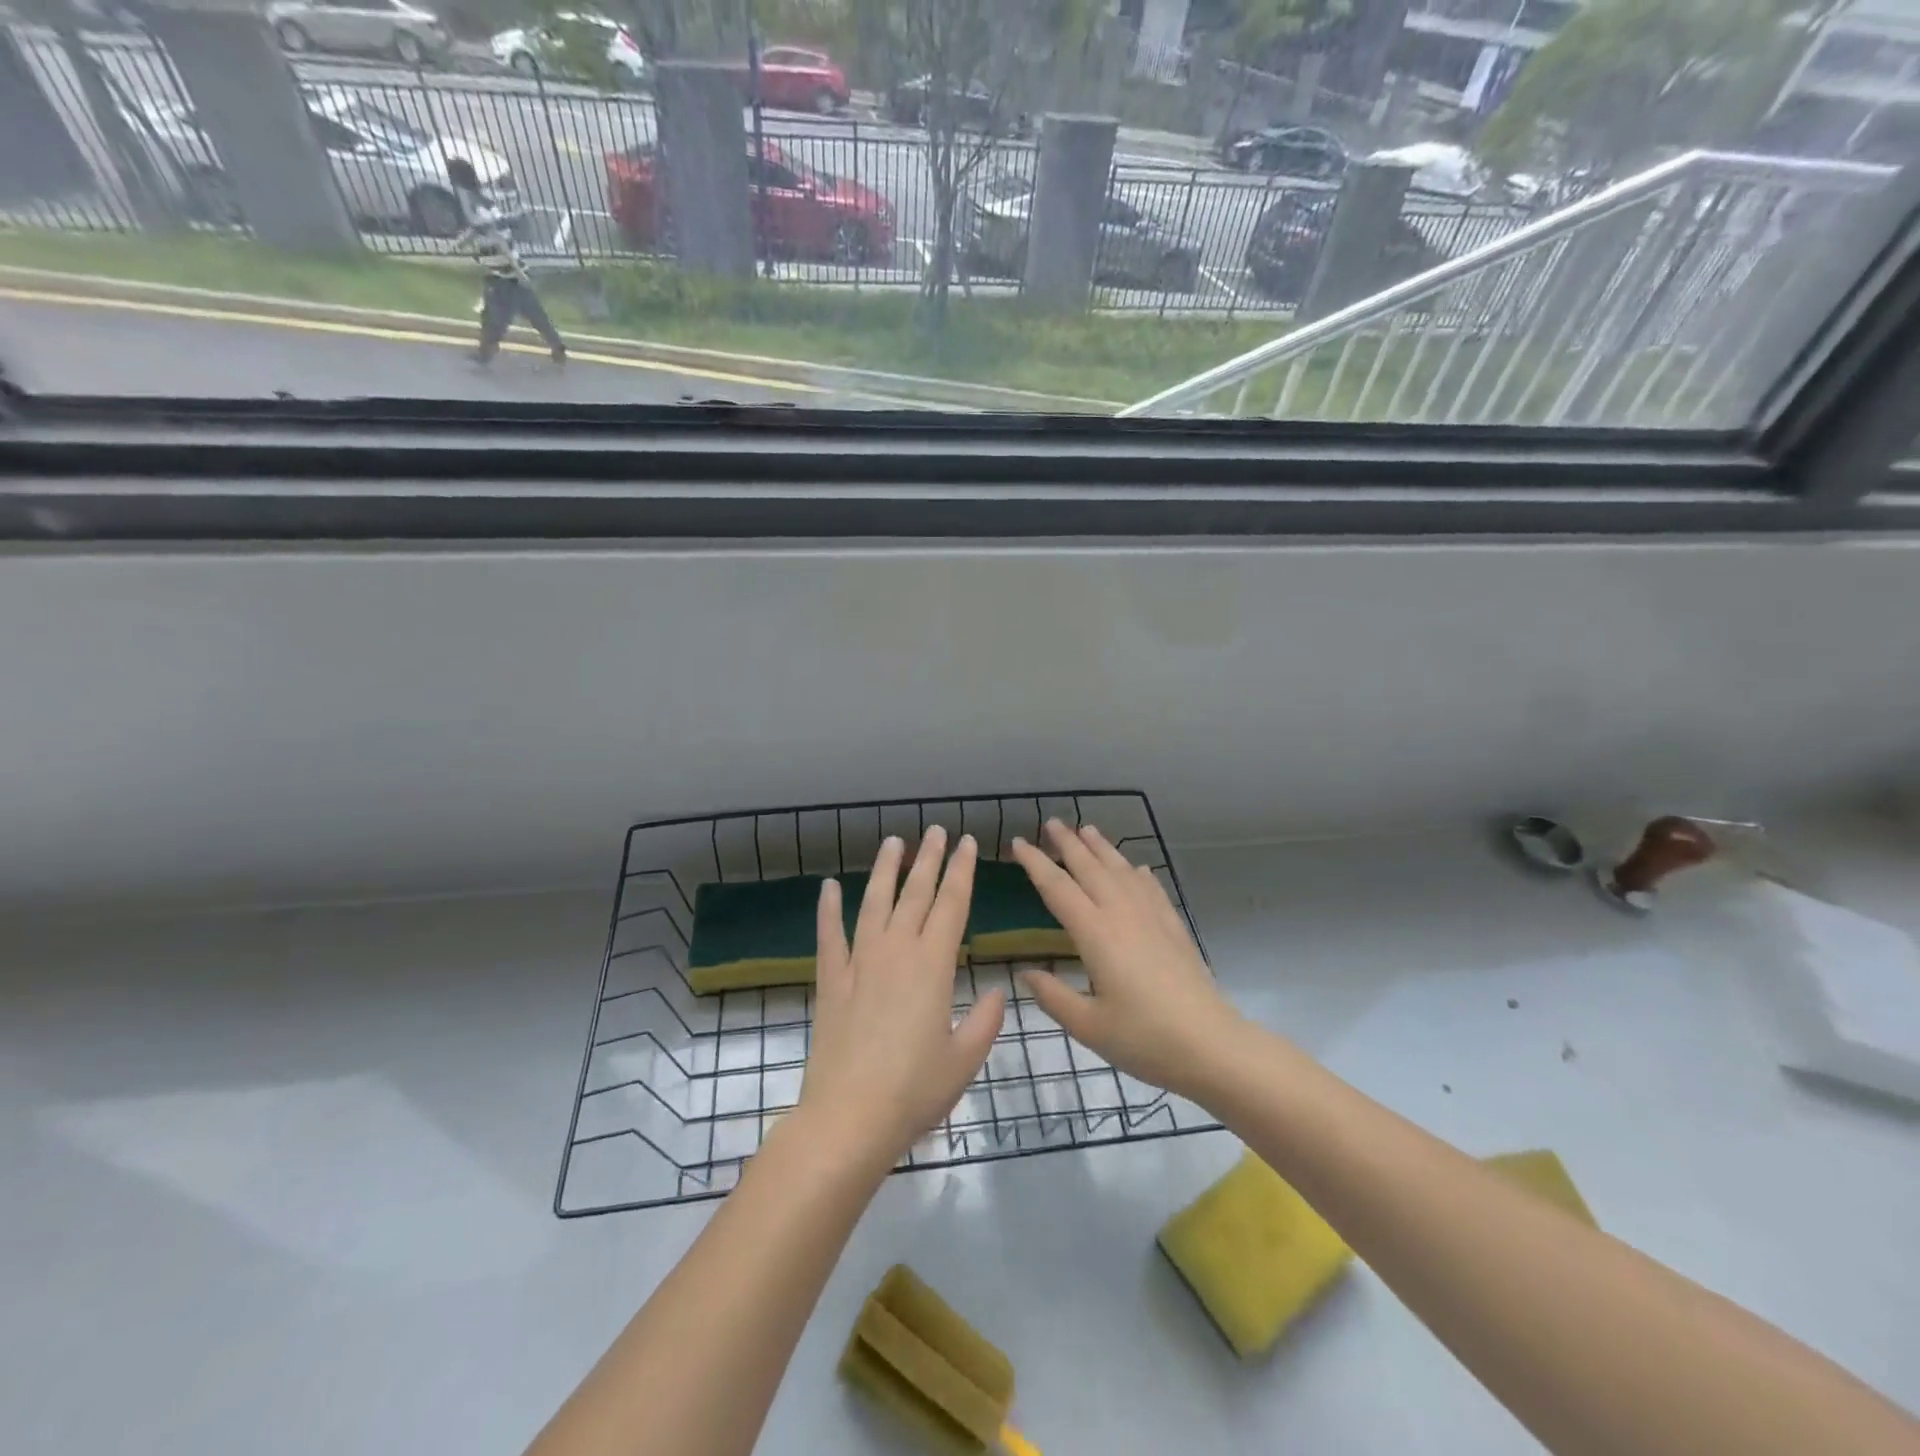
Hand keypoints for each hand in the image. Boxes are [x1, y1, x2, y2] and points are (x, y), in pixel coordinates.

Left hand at [797, 828, 1005, 1170]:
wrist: (849, 1116)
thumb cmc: (914, 1090)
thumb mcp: (964, 1060)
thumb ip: (985, 1021)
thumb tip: (998, 991)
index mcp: (933, 966)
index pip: (952, 905)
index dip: (961, 871)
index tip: (967, 843)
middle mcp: (896, 951)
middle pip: (915, 894)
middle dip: (929, 859)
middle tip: (936, 831)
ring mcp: (859, 962)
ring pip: (874, 903)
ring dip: (885, 870)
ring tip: (894, 842)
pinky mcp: (831, 980)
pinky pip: (829, 936)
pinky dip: (828, 909)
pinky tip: (828, 887)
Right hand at [1013, 820, 1242, 1103]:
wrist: (1211, 1044)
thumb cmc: (1144, 1038)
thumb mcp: (1088, 1025)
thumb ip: (1053, 997)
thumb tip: (1026, 974)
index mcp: (1095, 933)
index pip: (1057, 888)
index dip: (1035, 863)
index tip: (1018, 842)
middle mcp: (1122, 914)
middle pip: (1090, 867)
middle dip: (1068, 843)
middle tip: (1052, 822)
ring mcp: (1151, 917)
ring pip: (1121, 870)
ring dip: (1102, 848)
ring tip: (1087, 829)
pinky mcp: (1173, 926)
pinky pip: (1150, 887)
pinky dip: (1137, 872)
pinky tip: (1135, 868)